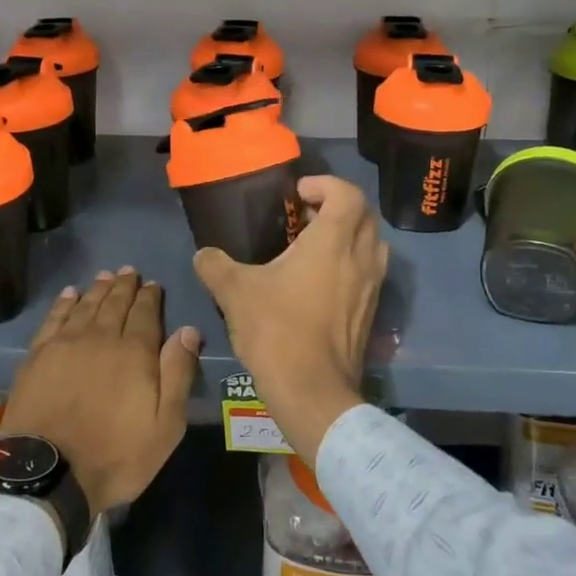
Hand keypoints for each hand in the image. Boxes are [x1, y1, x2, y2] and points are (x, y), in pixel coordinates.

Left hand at [3, 269, 201, 515]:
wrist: (49, 472)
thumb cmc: (116, 454)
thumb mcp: (165, 425)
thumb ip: (177, 373)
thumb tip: (188, 330)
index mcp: (135, 352)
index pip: (146, 313)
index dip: (150, 296)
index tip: (153, 284)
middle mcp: (100, 338)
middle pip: (115, 303)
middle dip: (124, 286)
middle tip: (129, 271)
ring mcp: (65, 344)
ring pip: (86, 306)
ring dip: (98, 289)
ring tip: (105, 276)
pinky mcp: (37, 356)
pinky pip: (54, 318)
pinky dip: (64, 303)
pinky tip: (70, 294)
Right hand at [193, 175, 387, 466]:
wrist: (312, 391)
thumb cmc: (277, 330)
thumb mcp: (235, 292)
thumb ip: (215, 265)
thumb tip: (203, 255)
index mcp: (333, 242)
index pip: (347, 194)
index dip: (325, 184)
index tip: (298, 193)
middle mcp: (360, 259)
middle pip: (365, 216)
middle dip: (338, 207)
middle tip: (305, 216)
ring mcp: (370, 288)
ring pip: (372, 246)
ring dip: (349, 236)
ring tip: (314, 247)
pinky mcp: (370, 313)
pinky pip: (368, 273)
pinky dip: (350, 264)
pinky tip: (319, 283)